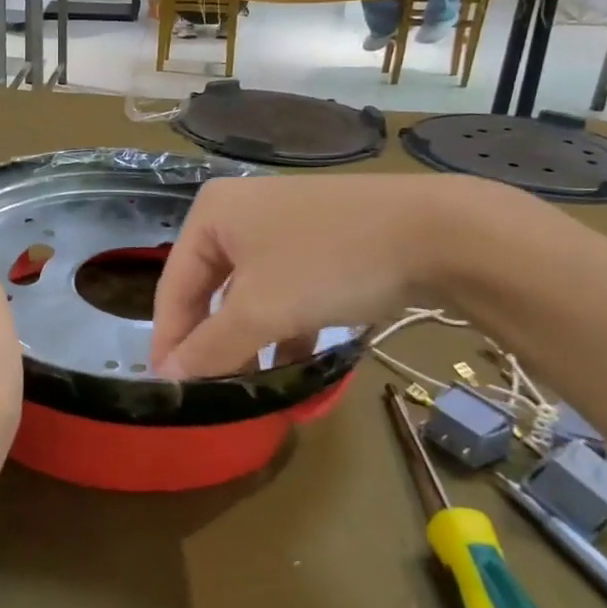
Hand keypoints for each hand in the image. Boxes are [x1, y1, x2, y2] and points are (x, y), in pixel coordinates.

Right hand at [150, 174, 501, 380]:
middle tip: (212, 393)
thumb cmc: (330, 262)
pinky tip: (292, 364)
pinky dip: (282, 326)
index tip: (168, 390)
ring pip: (248, 295)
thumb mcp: (261, 311)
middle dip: (214, 344)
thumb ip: (210, 347)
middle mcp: (238, 214)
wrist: (440, 232)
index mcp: (211, 214)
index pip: (174, 287)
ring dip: (249, 342)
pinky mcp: (317, 242)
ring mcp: (280, 226)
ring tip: (252, 388)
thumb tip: (166, 379)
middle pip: (210, 291)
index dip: (170, 341)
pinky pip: (282, 290)